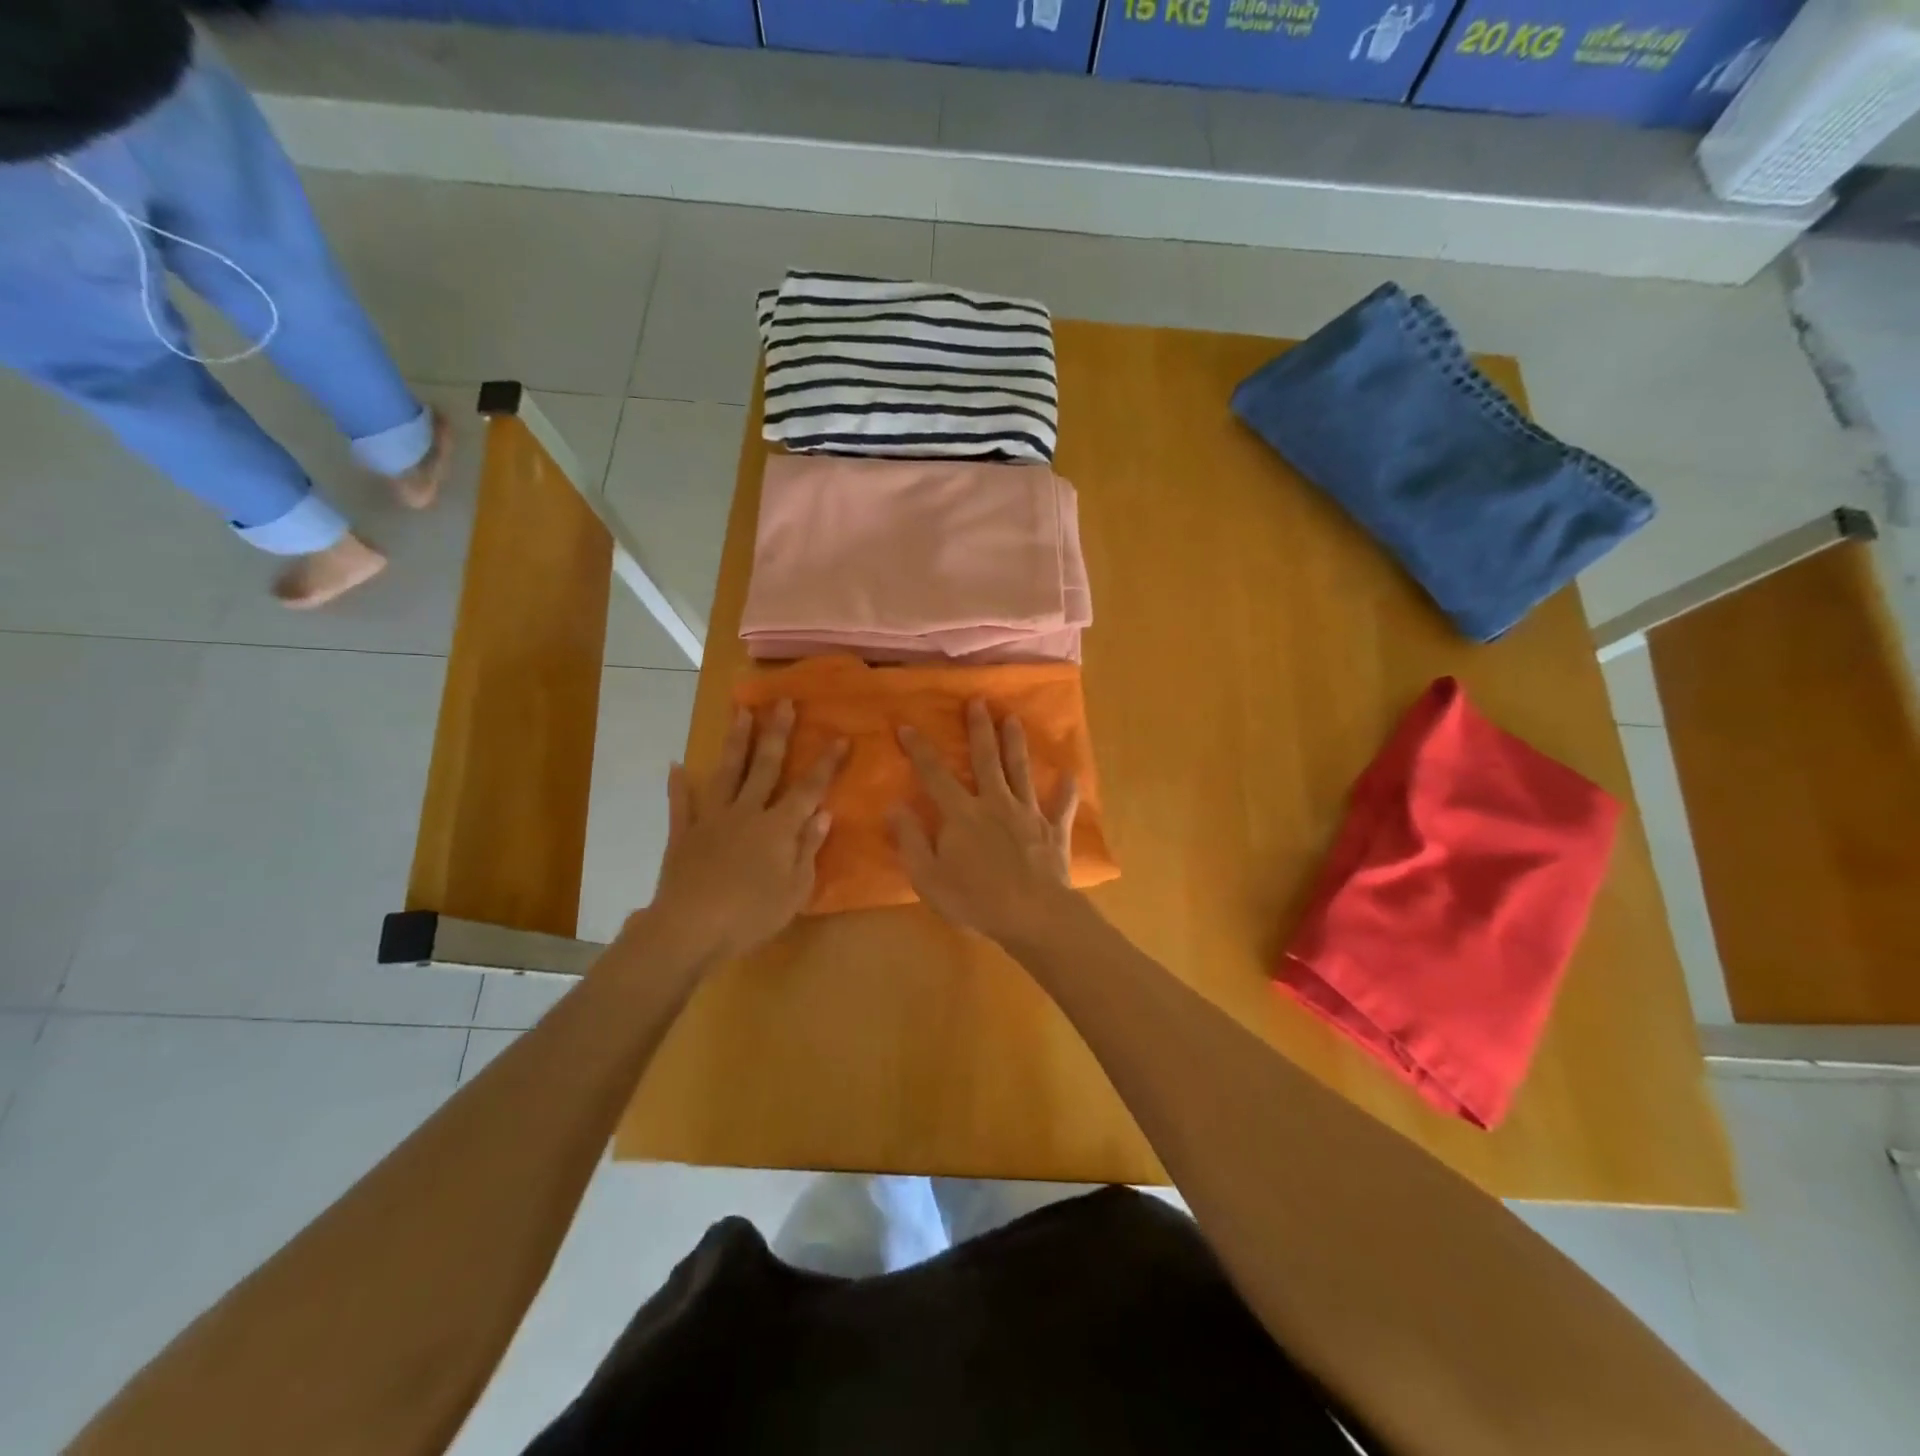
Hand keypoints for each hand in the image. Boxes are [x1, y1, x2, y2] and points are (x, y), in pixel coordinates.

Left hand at [644, 701, 845, 964]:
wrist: (690, 929)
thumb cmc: (752, 915)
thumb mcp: (796, 890)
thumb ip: (809, 848)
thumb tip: (824, 813)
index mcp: (778, 827)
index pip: (809, 788)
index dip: (826, 763)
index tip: (840, 736)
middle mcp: (747, 813)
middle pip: (765, 766)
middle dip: (777, 733)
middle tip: (783, 702)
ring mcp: (712, 820)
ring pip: (726, 773)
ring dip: (735, 741)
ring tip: (740, 711)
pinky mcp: (683, 834)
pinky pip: (681, 805)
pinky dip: (678, 785)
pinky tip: (676, 766)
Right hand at [888, 698, 1080, 944]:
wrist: (1033, 915)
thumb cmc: (975, 900)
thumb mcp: (929, 877)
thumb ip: (911, 840)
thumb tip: (895, 806)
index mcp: (962, 814)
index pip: (935, 775)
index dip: (920, 750)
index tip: (908, 725)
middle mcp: (995, 803)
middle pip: (985, 759)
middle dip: (980, 728)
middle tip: (979, 701)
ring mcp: (1028, 814)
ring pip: (1021, 771)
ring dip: (1016, 743)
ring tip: (1014, 718)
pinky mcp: (1054, 830)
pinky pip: (1062, 806)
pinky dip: (1066, 791)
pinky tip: (1070, 775)